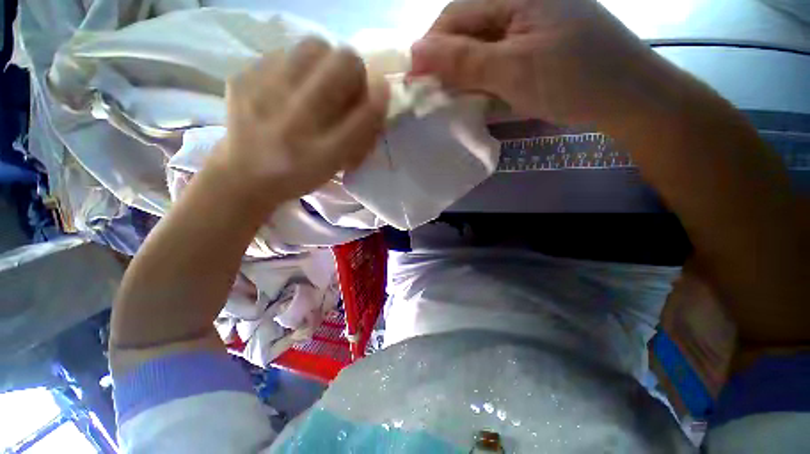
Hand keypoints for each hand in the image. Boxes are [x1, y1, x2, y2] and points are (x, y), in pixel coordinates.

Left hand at [211, 38, 388, 210]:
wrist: (244, 175)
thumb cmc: (299, 175)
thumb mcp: (336, 166)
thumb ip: (360, 137)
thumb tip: (377, 97)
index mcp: (323, 153)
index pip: (366, 112)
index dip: (379, 97)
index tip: (381, 93)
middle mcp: (296, 121)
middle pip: (344, 63)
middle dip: (355, 72)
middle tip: (347, 88)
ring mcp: (265, 94)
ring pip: (314, 47)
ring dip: (326, 62)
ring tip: (319, 81)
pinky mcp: (242, 78)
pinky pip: (283, 53)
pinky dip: (295, 66)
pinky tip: (289, 87)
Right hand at [411, 0, 657, 125]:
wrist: (625, 96)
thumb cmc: (573, 79)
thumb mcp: (512, 70)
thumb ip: (462, 60)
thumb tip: (415, 54)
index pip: (454, 16)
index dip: (431, 50)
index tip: (417, 84)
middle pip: (466, 30)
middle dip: (450, 65)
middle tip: (440, 98)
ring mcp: (528, 20)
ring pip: (479, 46)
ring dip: (466, 75)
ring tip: (459, 100)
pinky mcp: (534, 41)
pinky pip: (496, 56)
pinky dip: (484, 77)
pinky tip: (483, 93)